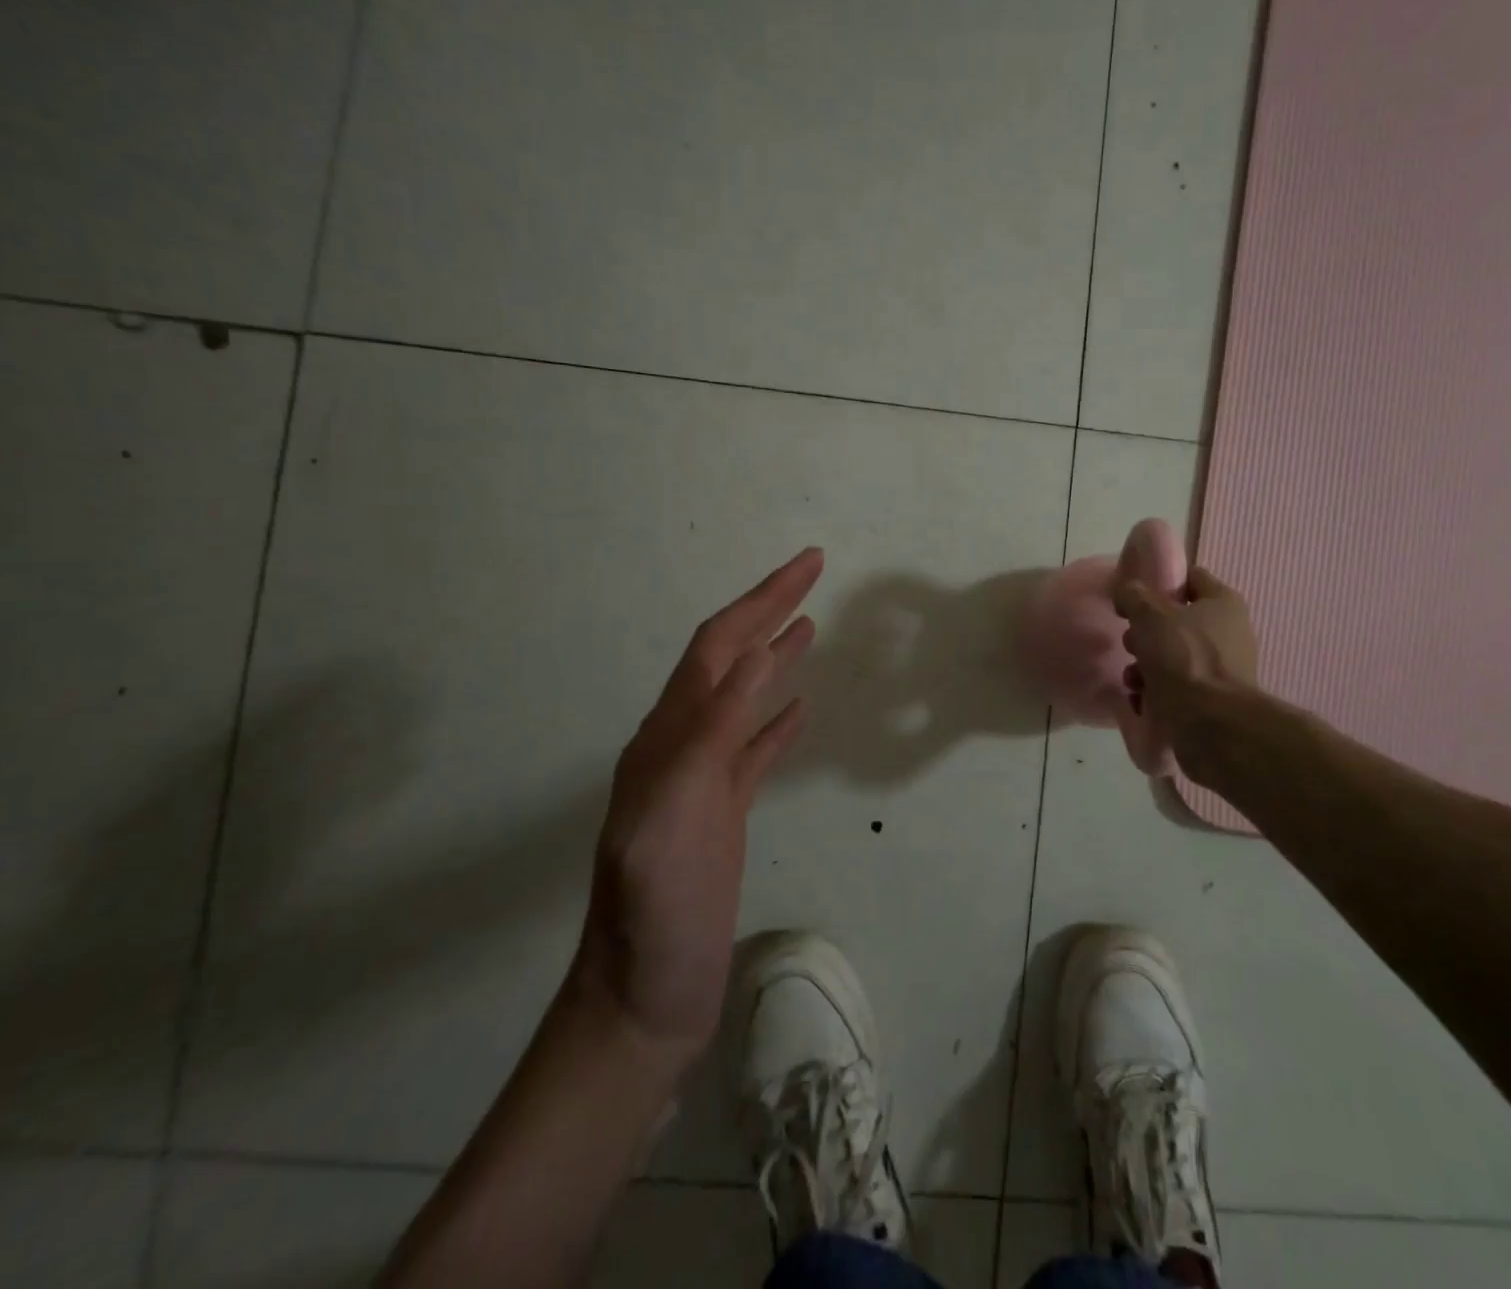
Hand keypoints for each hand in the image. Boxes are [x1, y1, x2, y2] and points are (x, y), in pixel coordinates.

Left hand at [573, 547, 823, 1070]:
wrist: (640, 1001)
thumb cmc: (654, 917)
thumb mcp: (674, 821)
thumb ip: (709, 738)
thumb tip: (750, 658)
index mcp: (667, 738)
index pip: (717, 647)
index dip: (760, 601)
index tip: (807, 565)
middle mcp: (682, 746)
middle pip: (729, 659)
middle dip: (769, 610)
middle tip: (813, 574)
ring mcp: (703, 779)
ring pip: (743, 697)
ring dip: (774, 654)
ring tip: (808, 624)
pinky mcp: (723, 812)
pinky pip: (755, 748)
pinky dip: (778, 718)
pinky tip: (799, 707)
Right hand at [1114, 566, 1258, 743]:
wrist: (1211, 725)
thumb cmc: (1183, 658)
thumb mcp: (1150, 615)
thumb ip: (1133, 595)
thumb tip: (1127, 591)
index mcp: (1223, 603)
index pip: (1190, 578)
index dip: (1160, 582)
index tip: (1133, 596)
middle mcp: (1229, 633)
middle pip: (1176, 621)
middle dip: (1146, 633)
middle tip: (1130, 643)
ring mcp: (1223, 670)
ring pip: (1173, 656)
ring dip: (1145, 666)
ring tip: (1132, 679)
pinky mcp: (1213, 701)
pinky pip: (1177, 687)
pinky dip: (1156, 691)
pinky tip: (1141, 700)